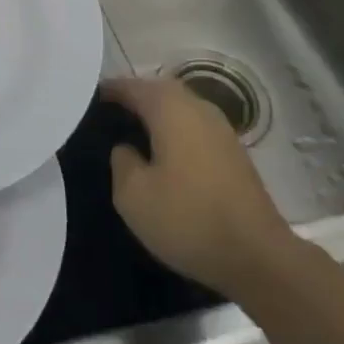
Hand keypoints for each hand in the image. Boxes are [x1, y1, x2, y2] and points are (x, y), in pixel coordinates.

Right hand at [104, 75, 302, 297]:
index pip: (129, 86)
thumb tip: (126, 147)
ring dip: (156, 117)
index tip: (84, 103)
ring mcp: (221, 128)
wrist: (259, 257)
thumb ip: (120, 161)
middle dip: (132, 100)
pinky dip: (175, 134)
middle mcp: (197, 106)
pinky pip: (194, 128)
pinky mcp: (234, 152)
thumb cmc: (188, 218)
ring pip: (179, 109)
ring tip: (132, 138)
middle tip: (106, 120)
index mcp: (169, 107)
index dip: (106, 92)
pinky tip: (164, 158)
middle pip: (157, 91)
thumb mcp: (132, 196)